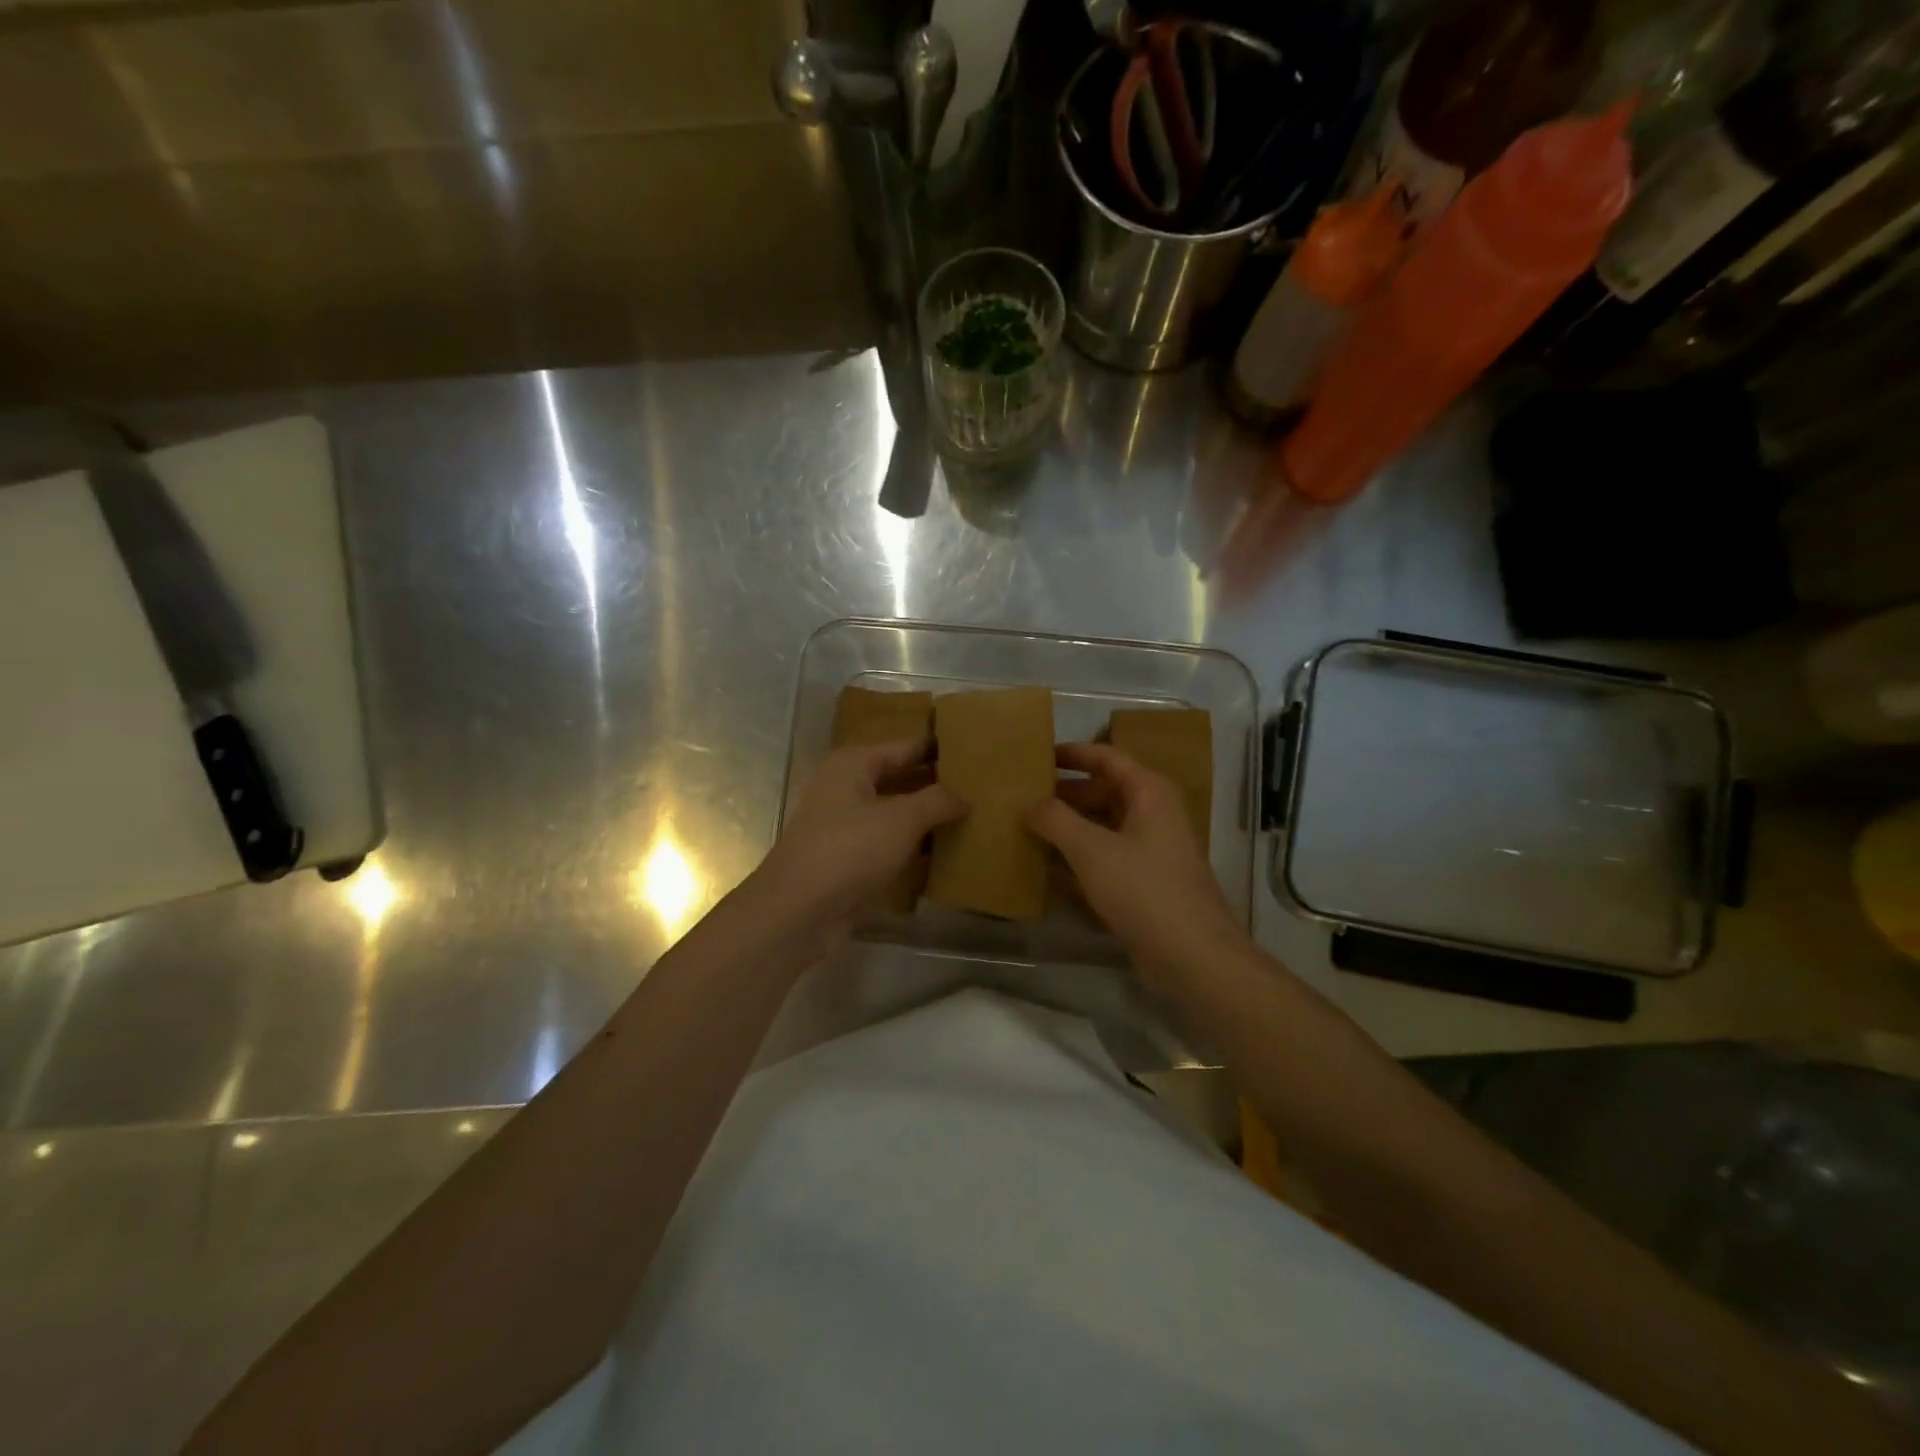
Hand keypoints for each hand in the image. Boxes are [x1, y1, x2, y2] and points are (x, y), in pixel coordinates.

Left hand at [753, 739, 964, 945]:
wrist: (798, 912)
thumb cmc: (849, 850)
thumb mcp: (901, 819)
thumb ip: (937, 800)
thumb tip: (964, 796)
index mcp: (853, 765)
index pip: (906, 746)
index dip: (939, 747)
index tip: (977, 749)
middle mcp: (846, 789)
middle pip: (900, 780)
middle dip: (937, 785)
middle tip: (983, 787)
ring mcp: (845, 827)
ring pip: (896, 816)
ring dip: (928, 820)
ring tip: (974, 819)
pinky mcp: (848, 861)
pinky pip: (889, 846)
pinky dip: (914, 849)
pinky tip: (947, 855)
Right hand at [1026, 743, 1246, 994]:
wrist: (1192, 956)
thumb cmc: (1143, 889)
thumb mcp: (1091, 849)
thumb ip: (1056, 820)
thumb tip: (1030, 804)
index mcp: (1149, 793)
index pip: (1107, 758)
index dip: (1072, 754)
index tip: (1037, 756)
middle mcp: (1153, 816)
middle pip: (1102, 793)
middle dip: (1064, 796)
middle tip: (1022, 798)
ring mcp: (1150, 852)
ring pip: (1101, 829)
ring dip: (1067, 830)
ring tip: (1026, 830)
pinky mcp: (1144, 885)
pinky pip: (1104, 861)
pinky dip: (1078, 861)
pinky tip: (1045, 870)